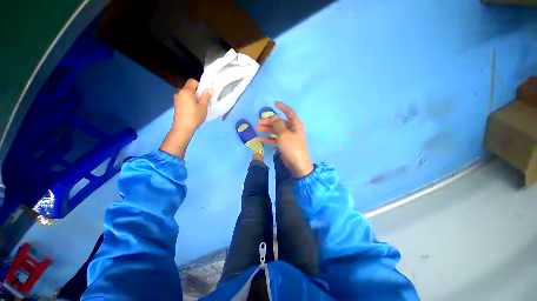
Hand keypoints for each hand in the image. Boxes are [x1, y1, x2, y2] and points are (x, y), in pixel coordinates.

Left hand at [172, 79, 212, 133]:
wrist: (183, 127)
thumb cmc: (195, 116)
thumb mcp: (203, 106)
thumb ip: (206, 96)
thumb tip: (209, 89)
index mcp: (187, 91)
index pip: (192, 81)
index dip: (200, 85)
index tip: (204, 93)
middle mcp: (180, 92)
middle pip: (189, 87)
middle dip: (197, 91)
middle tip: (203, 100)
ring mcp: (176, 98)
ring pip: (186, 93)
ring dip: (192, 96)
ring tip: (198, 106)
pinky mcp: (176, 104)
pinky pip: (184, 98)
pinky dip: (188, 100)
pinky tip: (192, 109)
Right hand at [256, 101, 313, 177]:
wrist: (297, 164)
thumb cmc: (292, 147)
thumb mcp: (284, 134)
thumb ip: (278, 124)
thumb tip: (274, 116)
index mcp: (295, 124)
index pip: (289, 112)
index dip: (282, 107)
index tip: (274, 103)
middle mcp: (292, 129)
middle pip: (279, 122)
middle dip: (269, 121)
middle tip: (258, 122)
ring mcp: (287, 137)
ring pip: (276, 130)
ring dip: (267, 129)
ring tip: (257, 128)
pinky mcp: (284, 144)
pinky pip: (275, 139)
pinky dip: (268, 138)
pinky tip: (260, 138)